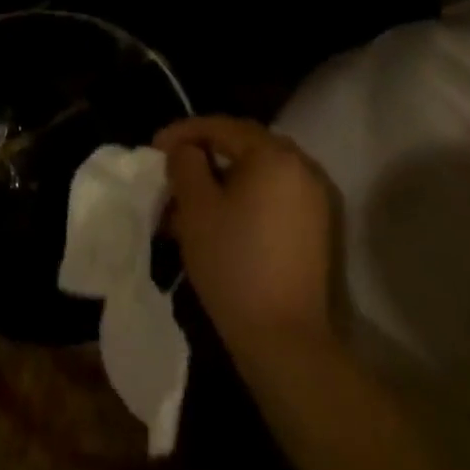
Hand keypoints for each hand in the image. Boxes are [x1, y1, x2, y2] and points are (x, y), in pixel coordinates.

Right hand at [156, 116, 336, 353]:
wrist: (286, 343)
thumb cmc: (234, 263)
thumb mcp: (195, 205)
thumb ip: (185, 162)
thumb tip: (187, 150)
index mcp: (274, 154)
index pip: (220, 127)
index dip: (182, 133)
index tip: (153, 148)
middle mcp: (301, 168)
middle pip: (241, 146)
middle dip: (202, 155)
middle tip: (171, 170)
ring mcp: (314, 200)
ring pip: (256, 173)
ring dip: (220, 179)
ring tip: (187, 200)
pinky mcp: (316, 230)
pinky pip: (272, 196)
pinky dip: (243, 198)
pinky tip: (216, 218)